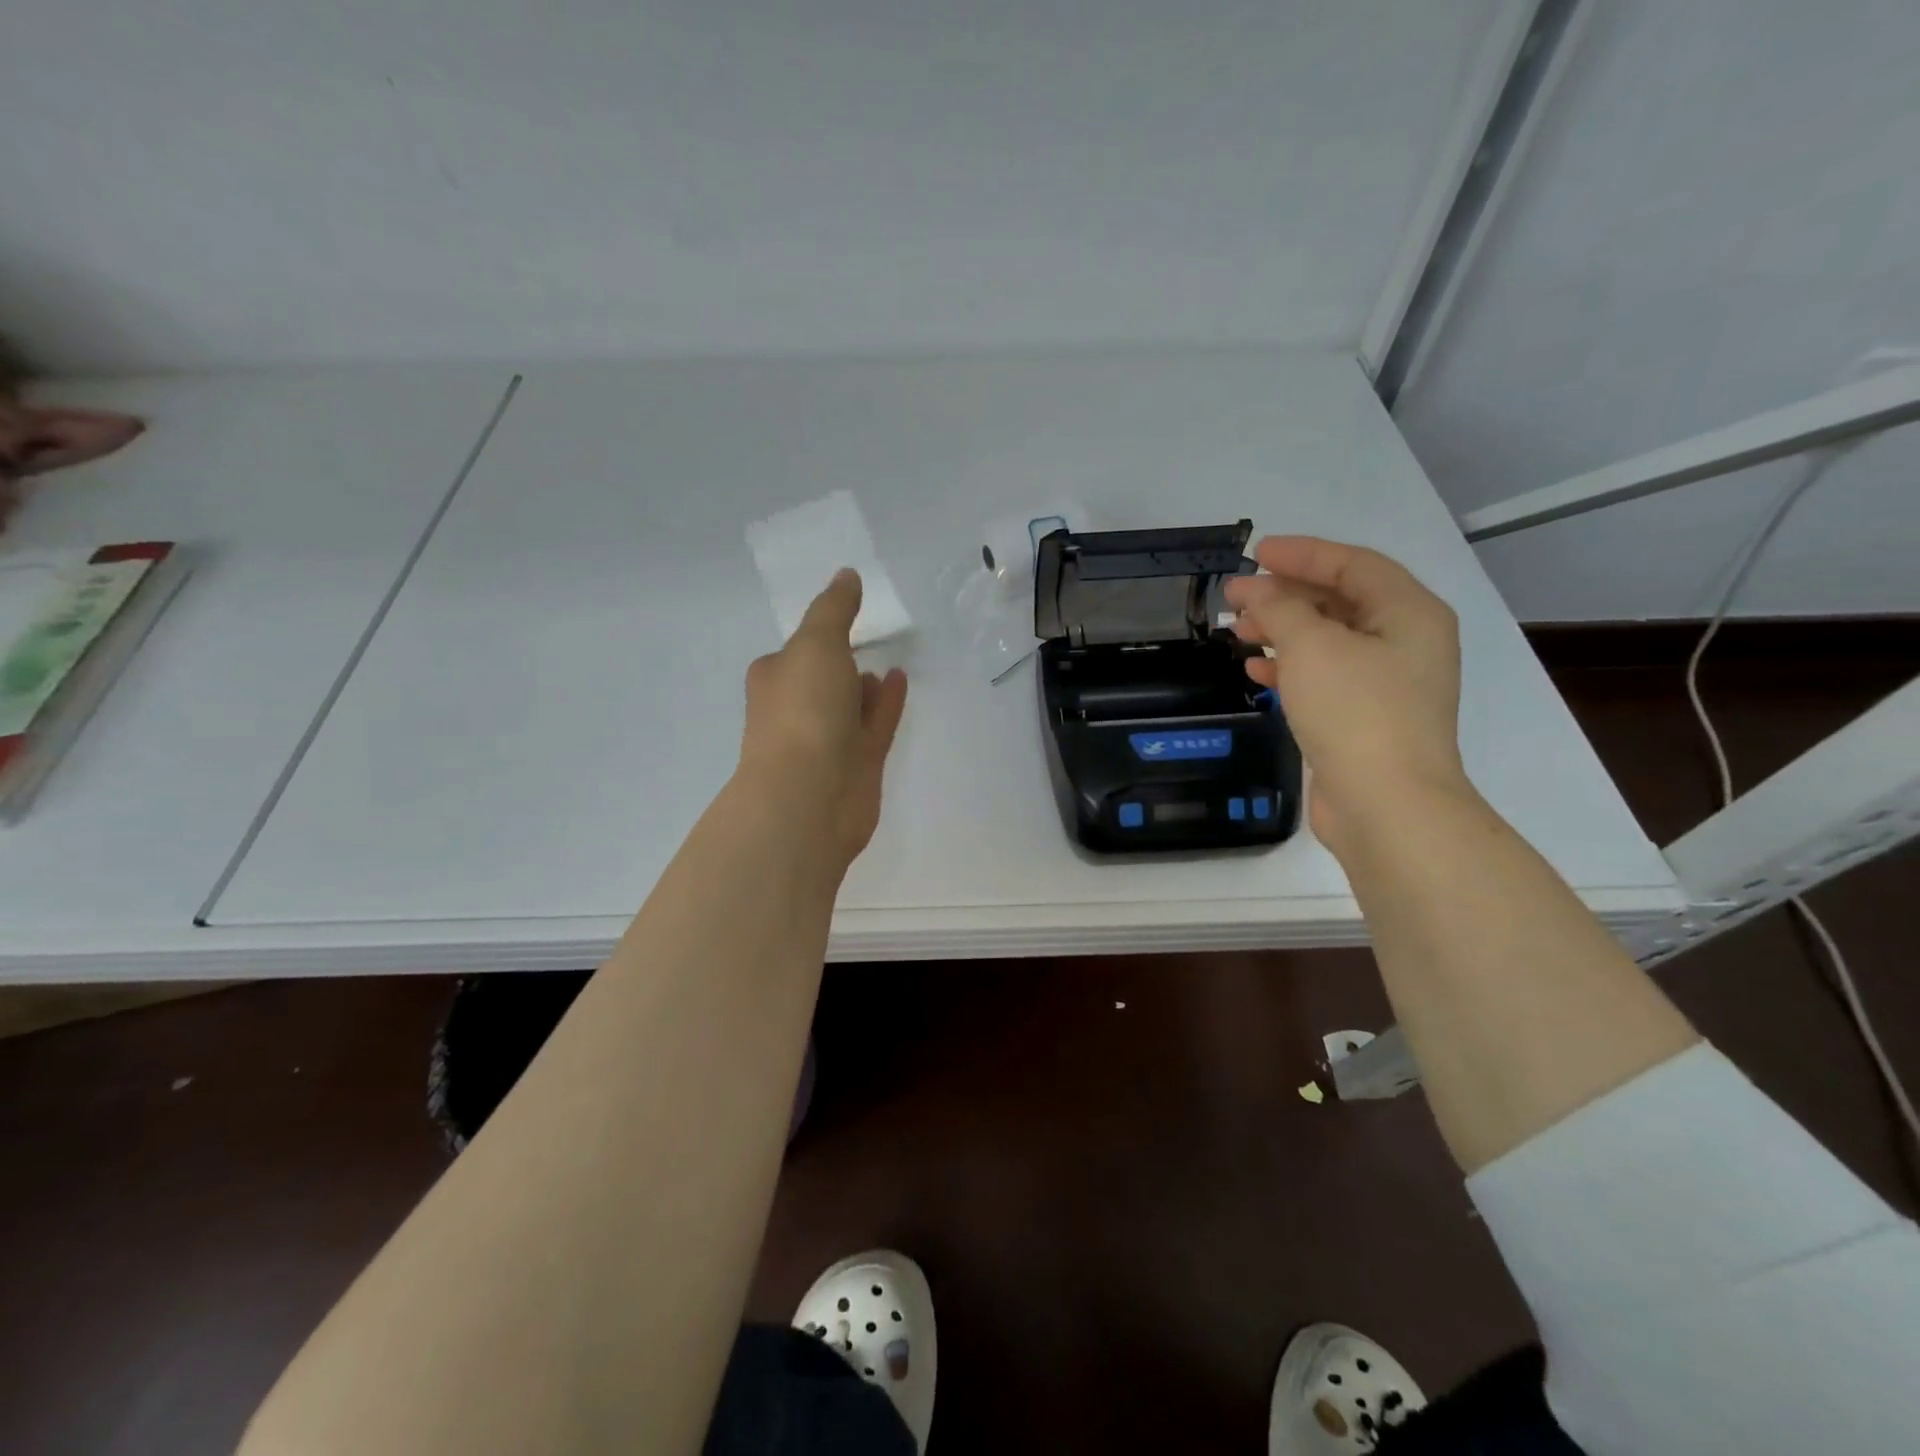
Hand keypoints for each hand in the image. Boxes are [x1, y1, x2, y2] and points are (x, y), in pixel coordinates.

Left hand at [738, 569, 908, 867]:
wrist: (809, 796)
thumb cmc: (803, 711)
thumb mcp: (816, 643)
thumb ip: (834, 609)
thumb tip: (846, 575)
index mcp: (775, 680)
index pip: (794, 652)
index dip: (816, 636)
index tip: (840, 618)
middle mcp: (797, 709)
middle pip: (822, 680)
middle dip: (840, 664)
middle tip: (867, 641)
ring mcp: (828, 740)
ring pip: (850, 705)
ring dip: (865, 685)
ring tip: (889, 662)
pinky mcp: (858, 764)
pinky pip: (875, 724)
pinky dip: (886, 703)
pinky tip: (901, 680)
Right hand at [1223, 536, 1467, 856]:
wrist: (1385, 805)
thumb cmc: (1356, 711)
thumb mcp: (1312, 647)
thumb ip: (1280, 609)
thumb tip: (1255, 591)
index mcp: (1409, 613)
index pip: (1353, 564)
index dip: (1303, 554)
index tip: (1255, 555)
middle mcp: (1404, 642)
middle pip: (1339, 601)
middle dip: (1285, 595)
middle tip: (1235, 597)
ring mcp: (1386, 683)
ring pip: (1327, 641)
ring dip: (1281, 631)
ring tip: (1236, 632)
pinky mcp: (1364, 718)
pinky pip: (1323, 677)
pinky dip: (1289, 668)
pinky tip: (1255, 670)